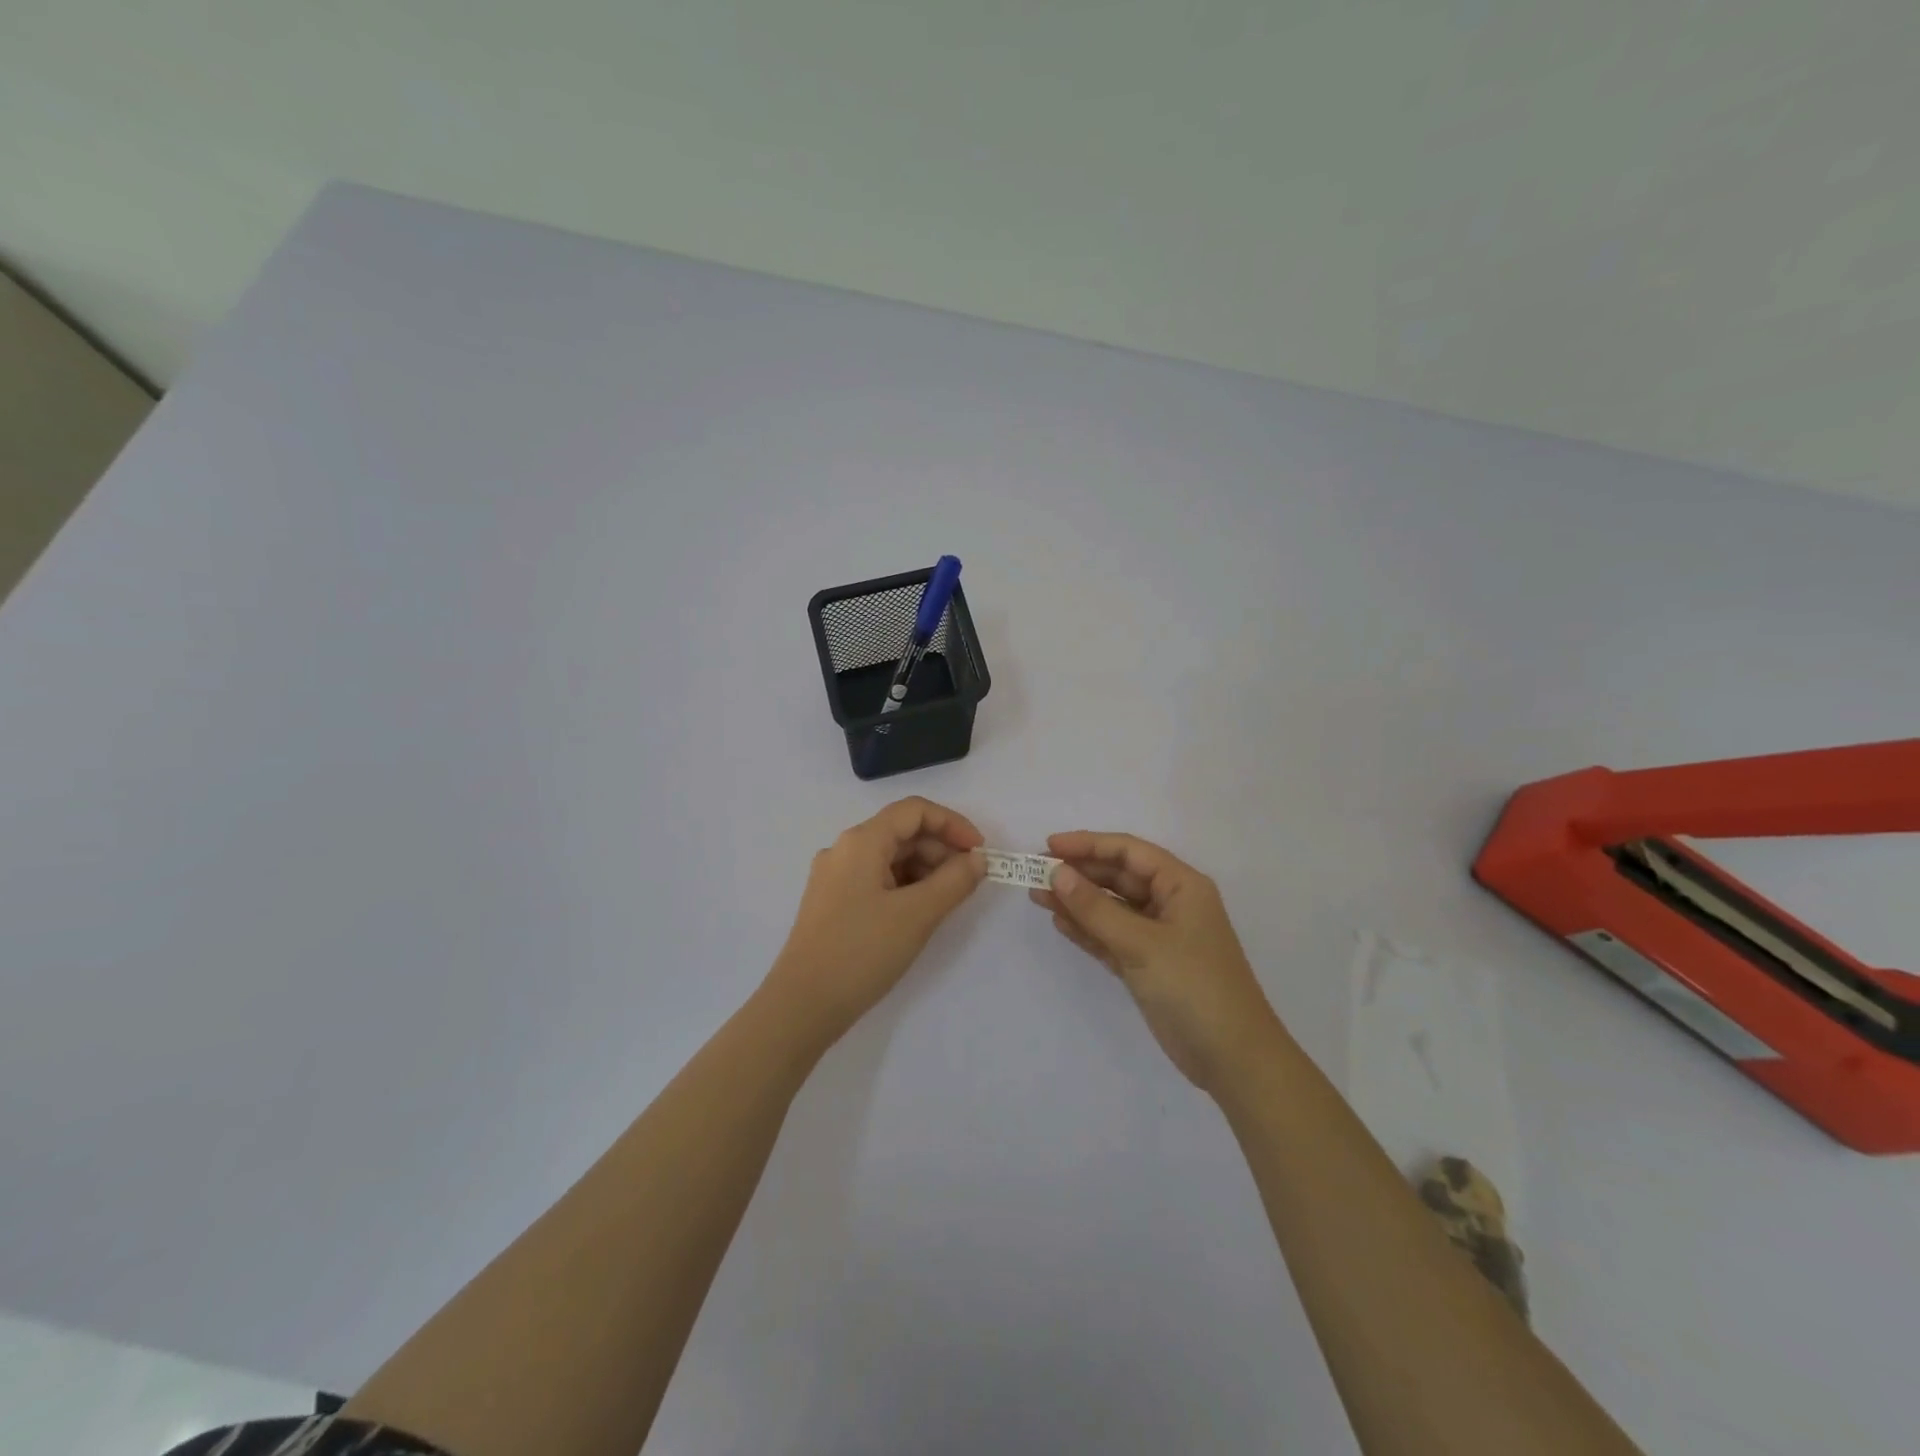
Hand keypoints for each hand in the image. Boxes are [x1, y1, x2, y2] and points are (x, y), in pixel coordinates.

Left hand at [764, 797, 987, 1043]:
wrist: (802, 1005)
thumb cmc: (862, 952)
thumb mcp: (918, 915)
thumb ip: (954, 881)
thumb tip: (978, 859)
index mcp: (861, 841)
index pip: (914, 811)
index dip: (953, 824)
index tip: (980, 852)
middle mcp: (844, 849)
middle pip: (901, 832)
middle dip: (940, 850)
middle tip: (967, 882)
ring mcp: (834, 876)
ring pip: (889, 857)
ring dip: (924, 869)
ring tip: (946, 900)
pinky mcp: (832, 902)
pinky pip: (875, 878)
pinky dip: (904, 886)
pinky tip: (919, 912)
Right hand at [1031, 831, 1284, 1094]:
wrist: (1232, 1059)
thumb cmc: (1194, 987)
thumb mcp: (1141, 943)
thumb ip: (1096, 908)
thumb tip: (1057, 873)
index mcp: (1181, 886)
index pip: (1129, 852)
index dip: (1088, 844)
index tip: (1048, 846)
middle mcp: (1170, 903)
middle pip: (1117, 877)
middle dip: (1078, 873)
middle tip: (1034, 872)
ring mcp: (1158, 936)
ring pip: (1111, 907)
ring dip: (1077, 901)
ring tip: (1036, 894)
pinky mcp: (1147, 964)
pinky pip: (1110, 936)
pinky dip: (1087, 929)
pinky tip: (1059, 921)